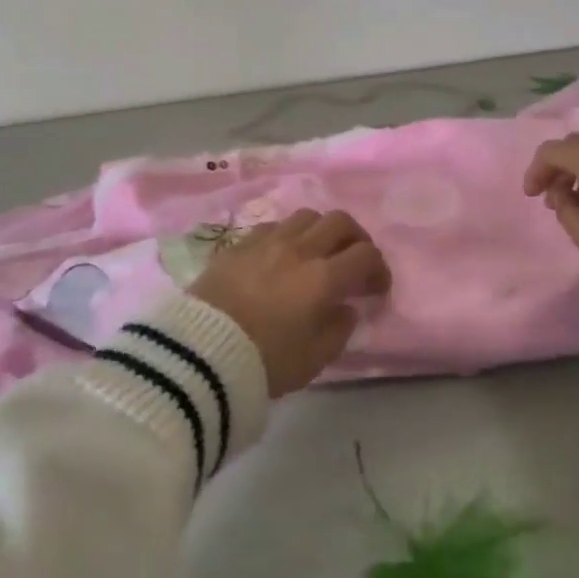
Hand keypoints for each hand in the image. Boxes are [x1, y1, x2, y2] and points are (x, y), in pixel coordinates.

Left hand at [190, 209, 390, 396]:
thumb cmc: (264, 361)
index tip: (376, 289)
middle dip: (355, 238)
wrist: (199, 353)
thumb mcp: (314, 359)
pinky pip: (274, 226)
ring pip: (306, 216)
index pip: (365, 255)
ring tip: (318, 253)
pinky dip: (288, 235)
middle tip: (354, 261)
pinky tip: (282, 256)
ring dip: (321, 231)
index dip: (378, 269)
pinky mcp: (239, 243)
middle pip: (339, 222)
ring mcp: (267, 241)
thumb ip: (339, 329)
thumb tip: (346, 307)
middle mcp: (299, 249)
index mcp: (323, 278)